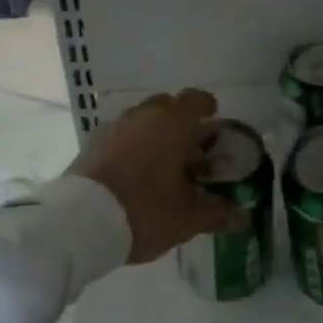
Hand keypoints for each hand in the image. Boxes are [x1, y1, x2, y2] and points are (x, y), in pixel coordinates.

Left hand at [71, 89, 241, 264]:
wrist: (79, 223)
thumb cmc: (144, 211)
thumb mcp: (187, 218)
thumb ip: (217, 213)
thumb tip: (243, 218)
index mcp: (172, 124)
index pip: (195, 99)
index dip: (207, 106)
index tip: (213, 118)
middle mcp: (143, 116)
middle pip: (166, 106)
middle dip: (180, 121)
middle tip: (190, 148)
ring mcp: (113, 127)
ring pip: (141, 119)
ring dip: (154, 133)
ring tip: (162, 163)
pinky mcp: (91, 144)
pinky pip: (120, 135)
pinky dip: (132, 145)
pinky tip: (135, 172)